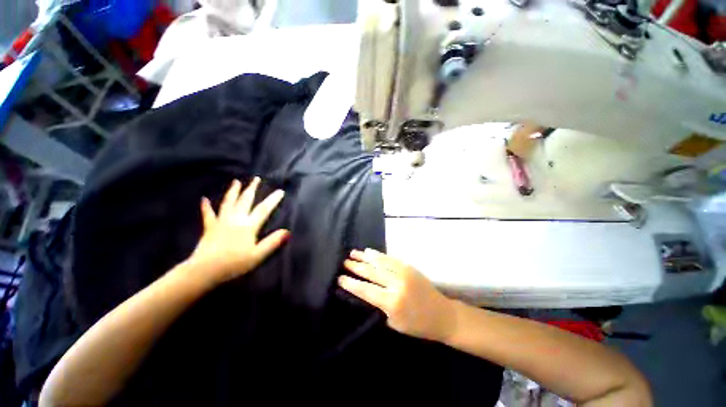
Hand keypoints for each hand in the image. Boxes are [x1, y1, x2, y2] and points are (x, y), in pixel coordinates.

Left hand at [187, 178, 289, 285]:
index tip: (280, 191)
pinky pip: (208, 215)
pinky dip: (206, 207)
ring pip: (228, 203)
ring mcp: (221, 222)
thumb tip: (287, 231)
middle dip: (252, 189)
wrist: (204, 270)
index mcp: (248, 226)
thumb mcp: (258, 255)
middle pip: (245, 201)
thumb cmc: (234, 264)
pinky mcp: (210, 228)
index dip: (273, 200)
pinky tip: (204, 199)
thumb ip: (272, 242)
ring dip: (233, 192)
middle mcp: (235, 219)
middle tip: (256, 178)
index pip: (263, 210)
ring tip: (236, 181)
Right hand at [340, 249, 456, 342]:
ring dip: (365, 257)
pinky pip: (390, 258)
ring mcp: (403, 273)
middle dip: (356, 267)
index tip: (340, 278)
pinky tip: (370, 252)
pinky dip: (378, 255)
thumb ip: (378, 306)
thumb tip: (364, 291)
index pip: (366, 290)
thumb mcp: (394, 322)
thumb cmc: (417, 325)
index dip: (351, 283)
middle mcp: (396, 284)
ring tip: (353, 253)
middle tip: (344, 262)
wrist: (442, 314)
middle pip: (371, 273)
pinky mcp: (409, 267)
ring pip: (379, 262)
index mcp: (391, 302)